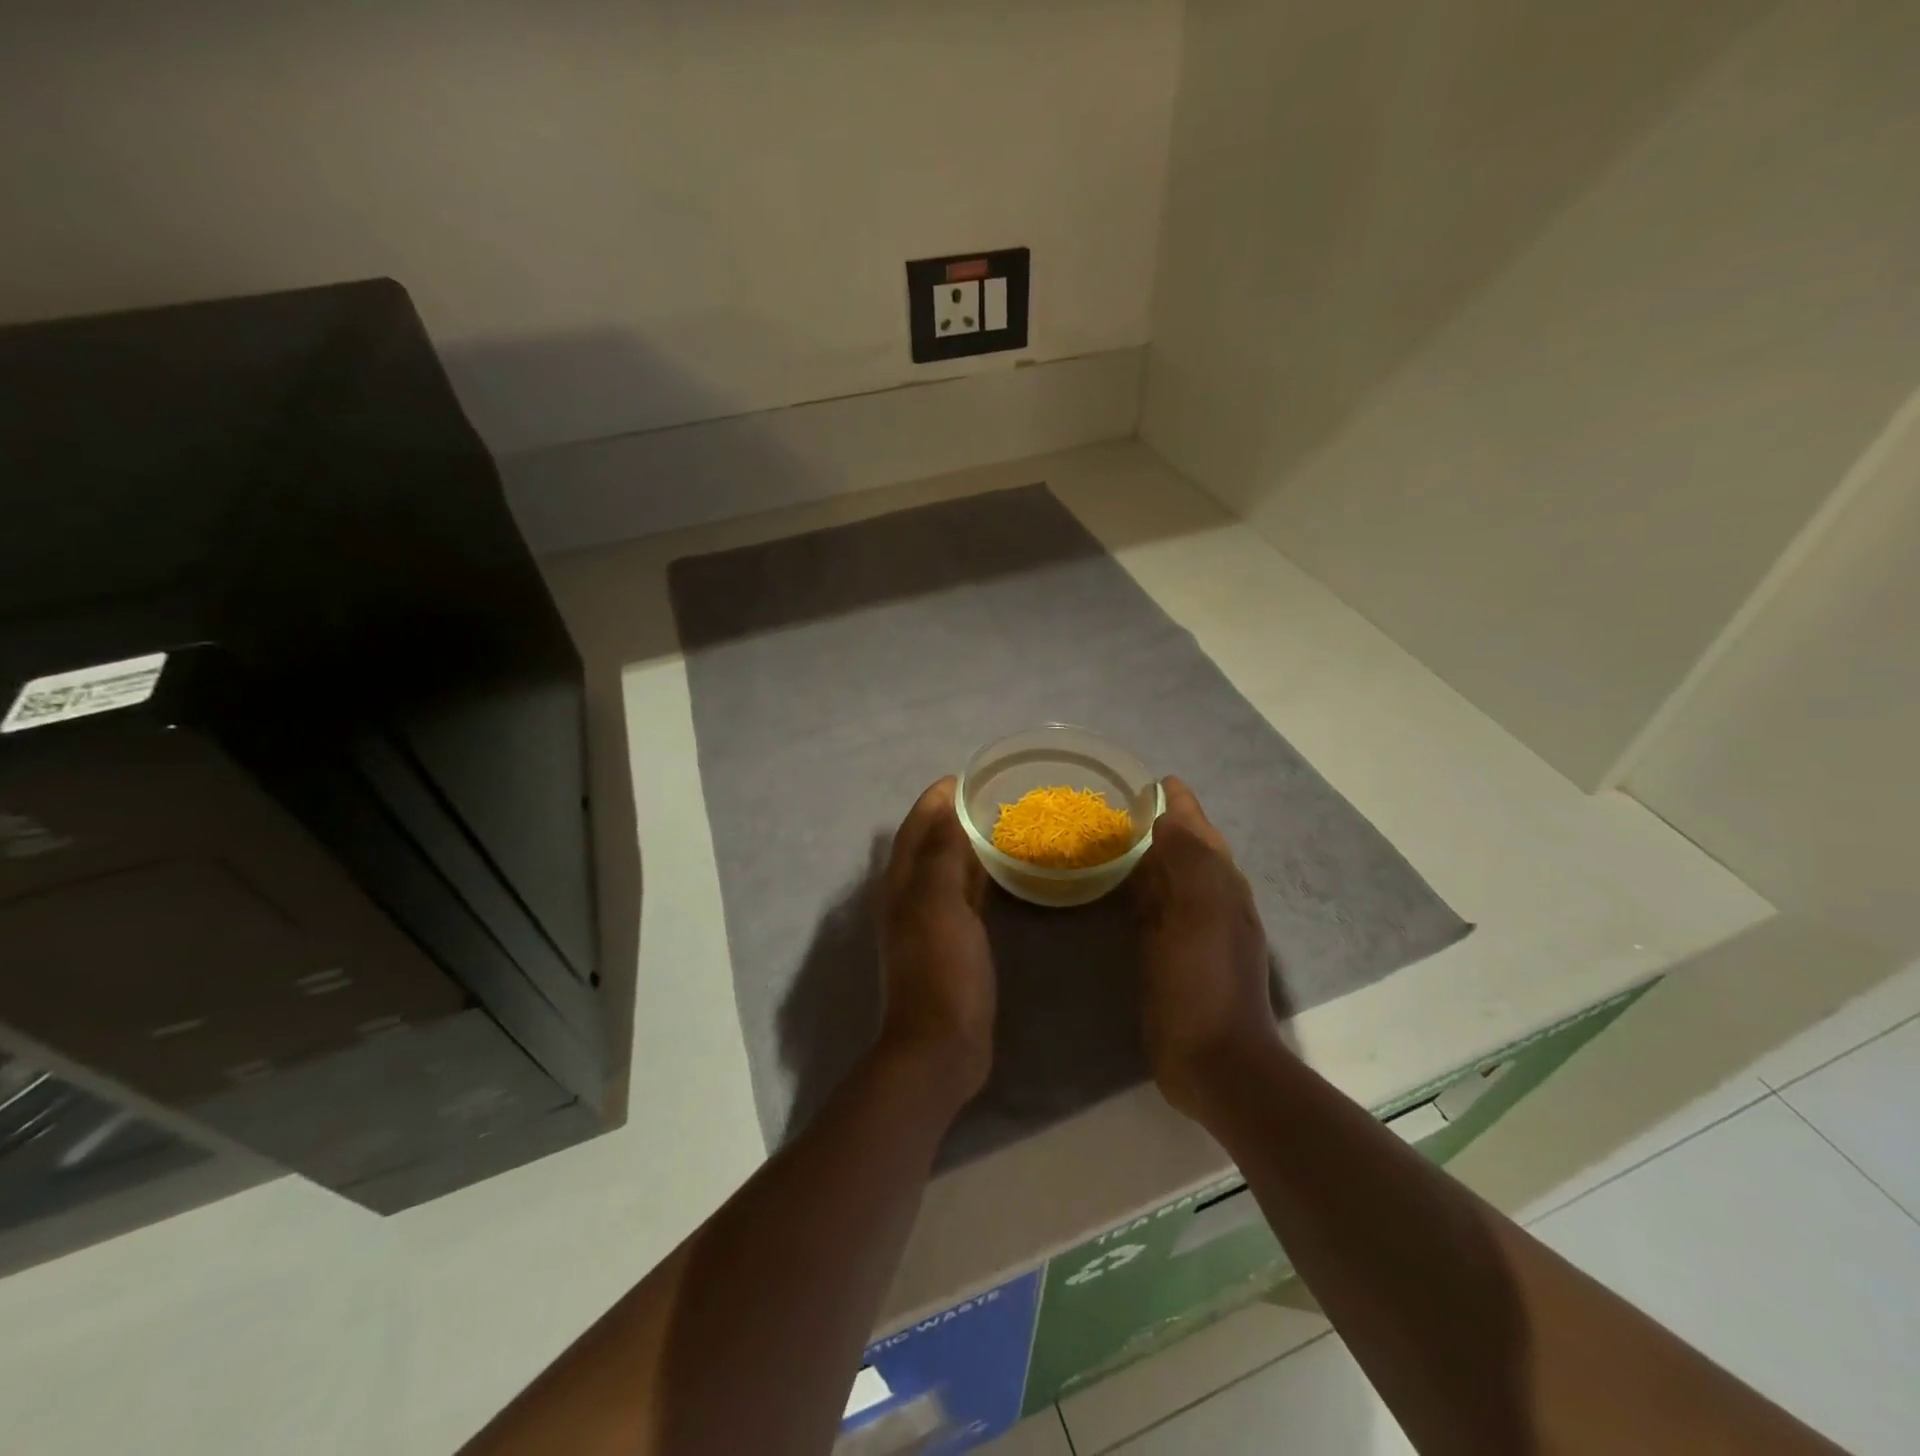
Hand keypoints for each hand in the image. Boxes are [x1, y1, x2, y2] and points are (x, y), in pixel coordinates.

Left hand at [876, 777, 995, 1103]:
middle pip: (927, 847)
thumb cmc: (941, 968)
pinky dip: (975, 878)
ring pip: (945, 872)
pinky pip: (963, 898)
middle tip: (986, 798)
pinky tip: (997, 875)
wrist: (940, 1045)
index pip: (915, 830)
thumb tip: (947, 810)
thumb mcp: (939, 904)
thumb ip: (941, 855)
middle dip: (949, 819)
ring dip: (962, 847)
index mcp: (902, 885)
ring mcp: (930, 925)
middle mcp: (910, 899)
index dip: (934, 802)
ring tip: (995, 826)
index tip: (962, 778)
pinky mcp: (952, 946)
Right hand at [1131, 776, 1283, 1118]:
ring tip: (1121, 836)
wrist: (1215, 1062)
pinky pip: (1158, 908)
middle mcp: (1214, 902)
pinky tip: (1125, 890)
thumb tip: (1168, 818)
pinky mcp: (1175, 956)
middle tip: (1128, 804)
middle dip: (1167, 823)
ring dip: (1153, 855)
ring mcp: (1195, 932)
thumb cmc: (1203, 983)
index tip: (1155, 780)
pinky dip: (1144, 890)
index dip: (1180, 804)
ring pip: (1173, 879)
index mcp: (1222, 887)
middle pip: (1190, 850)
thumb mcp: (1199, 913)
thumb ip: (1188, 860)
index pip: (1200, 830)